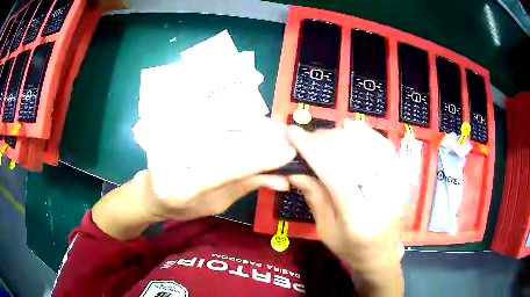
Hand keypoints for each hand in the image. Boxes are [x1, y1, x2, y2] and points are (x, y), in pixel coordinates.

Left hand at [93, 118, 295, 239]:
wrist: (153, 192)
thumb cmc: (183, 206)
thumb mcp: (216, 204)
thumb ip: (245, 187)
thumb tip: (281, 179)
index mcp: (181, 188)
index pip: (223, 170)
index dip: (257, 161)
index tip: (288, 153)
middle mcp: (174, 158)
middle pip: (222, 143)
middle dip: (260, 137)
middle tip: (289, 135)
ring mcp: (171, 139)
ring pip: (217, 128)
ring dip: (252, 127)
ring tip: (279, 129)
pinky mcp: (175, 128)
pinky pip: (211, 125)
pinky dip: (236, 125)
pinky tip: (257, 125)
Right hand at [287, 120, 404, 272]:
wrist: (381, 255)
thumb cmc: (351, 249)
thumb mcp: (325, 230)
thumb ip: (314, 197)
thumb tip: (296, 169)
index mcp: (358, 219)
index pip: (336, 175)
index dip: (313, 150)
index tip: (294, 133)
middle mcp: (381, 199)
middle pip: (354, 157)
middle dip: (326, 141)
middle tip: (308, 138)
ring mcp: (396, 187)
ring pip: (371, 147)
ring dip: (345, 134)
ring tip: (327, 133)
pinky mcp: (401, 179)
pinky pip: (386, 149)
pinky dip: (368, 133)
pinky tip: (352, 127)